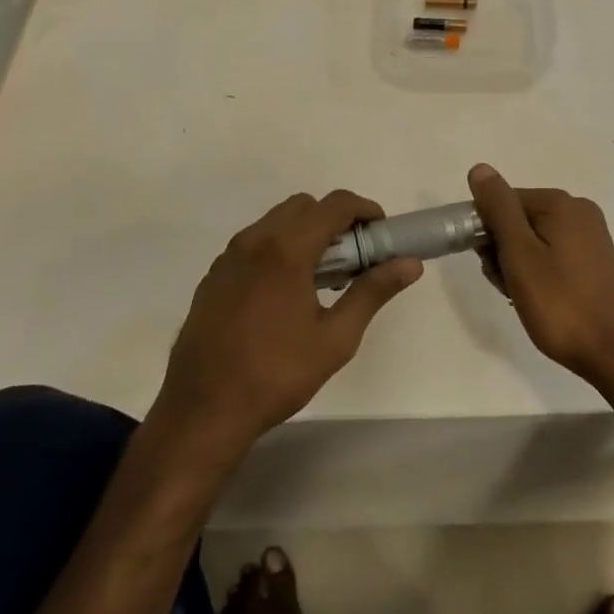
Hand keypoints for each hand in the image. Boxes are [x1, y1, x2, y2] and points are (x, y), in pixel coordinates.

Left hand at [154, 191, 421, 459]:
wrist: (204, 409)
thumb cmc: (277, 374)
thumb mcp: (336, 338)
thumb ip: (373, 292)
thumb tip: (409, 264)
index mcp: (286, 250)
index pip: (334, 205)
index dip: (364, 210)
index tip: (381, 232)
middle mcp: (254, 241)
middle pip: (303, 206)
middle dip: (334, 220)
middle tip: (354, 258)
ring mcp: (228, 258)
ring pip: (274, 222)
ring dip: (304, 234)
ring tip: (321, 278)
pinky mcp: (213, 276)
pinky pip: (253, 245)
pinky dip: (277, 250)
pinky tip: (284, 294)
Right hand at [467, 164, 613, 394]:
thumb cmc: (562, 305)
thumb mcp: (520, 255)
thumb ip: (499, 209)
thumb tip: (480, 168)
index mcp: (561, 203)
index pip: (502, 202)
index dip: (486, 232)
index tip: (490, 265)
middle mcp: (579, 212)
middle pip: (518, 220)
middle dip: (504, 252)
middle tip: (510, 287)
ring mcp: (591, 238)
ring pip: (533, 242)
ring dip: (518, 268)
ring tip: (525, 299)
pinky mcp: (596, 263)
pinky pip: (552, 257)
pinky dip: (539, 276)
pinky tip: (541, 302)